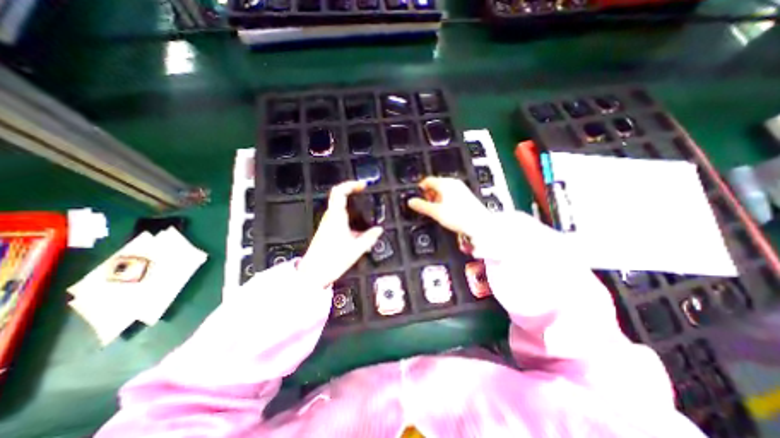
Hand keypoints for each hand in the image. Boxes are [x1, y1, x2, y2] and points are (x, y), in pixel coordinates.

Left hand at [298, 182, 382, 290]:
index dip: (351, 184)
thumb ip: (369, 237)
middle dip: (352, 192)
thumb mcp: (356, 249)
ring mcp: (327, 224)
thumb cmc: (331, 260)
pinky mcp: (326, 231)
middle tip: (363, 193)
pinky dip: (348, 215)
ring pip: (338, 207)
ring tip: (363, 208)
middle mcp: (329, 218)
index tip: (362, 186)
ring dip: (350, 204)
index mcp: (336, 217)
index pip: (339, 192)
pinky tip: (356, 226)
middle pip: (338, 196)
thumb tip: (378, 230)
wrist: (313, 273)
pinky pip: (338, 217)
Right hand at [409, 176, 485, 237]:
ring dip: (437, 198)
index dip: (420, 188)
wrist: (479, 224)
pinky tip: (446, 210)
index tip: (416, 196)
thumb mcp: (436, 212)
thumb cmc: (459, 216)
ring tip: (435, 209)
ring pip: (443, 190)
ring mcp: (461, 188)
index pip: (428, 180)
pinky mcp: (466, 195)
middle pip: (436, 184)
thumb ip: (422, 206)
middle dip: (429, 194)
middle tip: (425, 205)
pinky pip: (451, 194)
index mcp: (445, 183)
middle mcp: (453, 183)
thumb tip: (411, 202)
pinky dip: (445, 200)